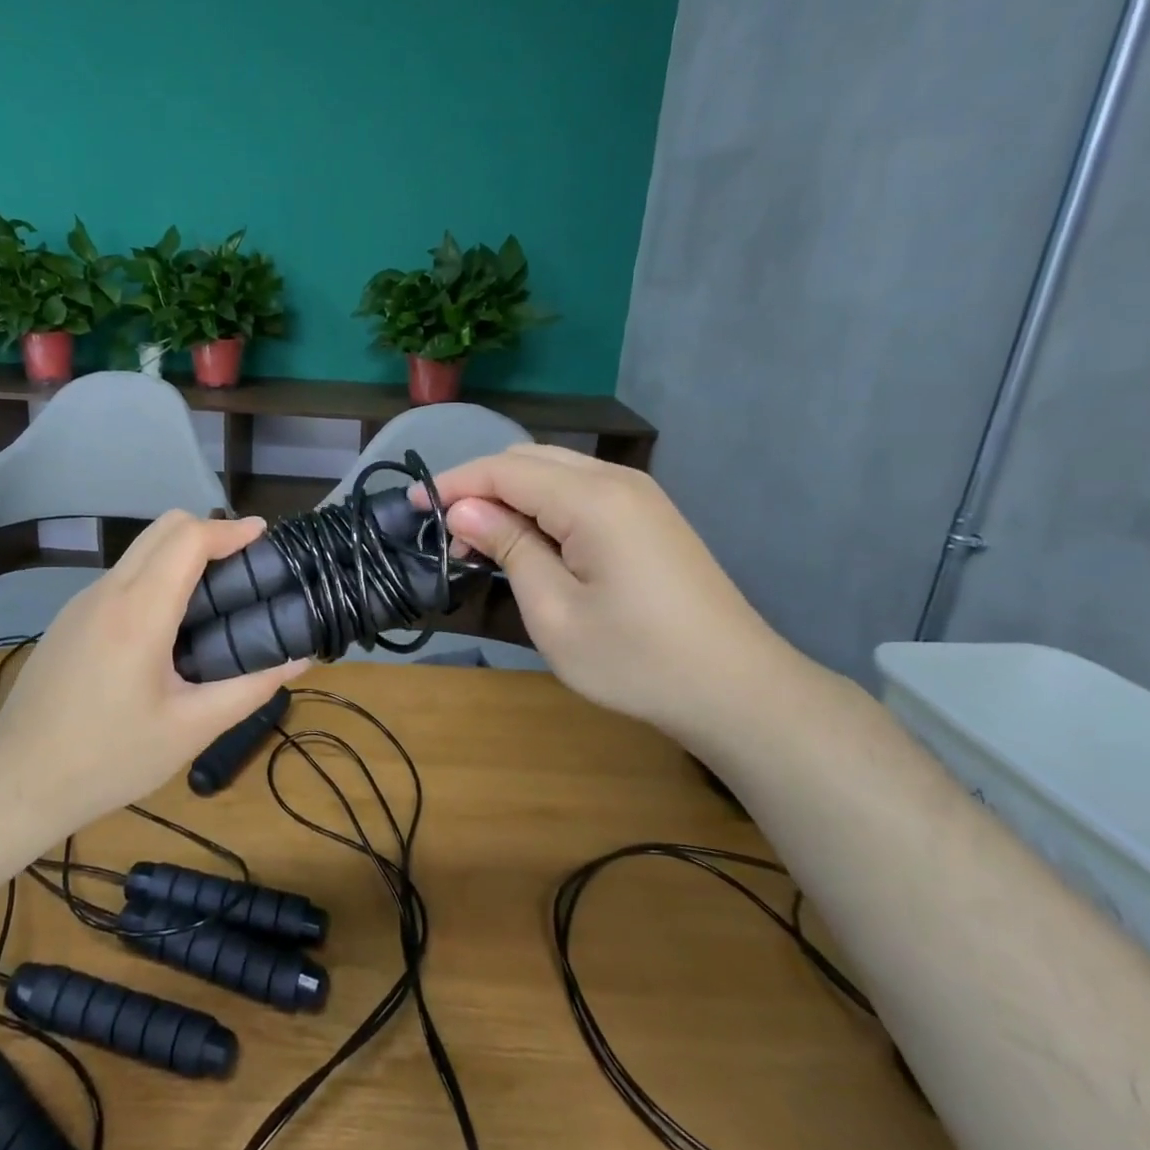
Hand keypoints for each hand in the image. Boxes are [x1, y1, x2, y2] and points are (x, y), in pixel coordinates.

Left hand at [0, 512, 309, 832]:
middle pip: (163, 529)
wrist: (14, 783)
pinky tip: (171, 624)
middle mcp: (107, 592)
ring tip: (217, 596)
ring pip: (140, 550)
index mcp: (138, 613)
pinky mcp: (70, 618)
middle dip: (209, 532)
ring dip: (182, 553)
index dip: (230, 530)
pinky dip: (157, 575)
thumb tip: (299, 658)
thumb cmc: (109, 759)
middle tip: (246, 566)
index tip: (264, 537)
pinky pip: (123, 576)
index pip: (187, 538)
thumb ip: (250, 688)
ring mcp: (82, 602)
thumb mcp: (191, 729)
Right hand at [428, 445, 805, 740]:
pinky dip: (542, 504)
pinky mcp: (649, 515)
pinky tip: (530, 540)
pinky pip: (580, 490)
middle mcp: (617, 480)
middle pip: (529, 460)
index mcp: (592, 500)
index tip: (413, 506)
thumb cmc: (636, 659)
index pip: (504, 470)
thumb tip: (463, 508)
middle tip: (448, 532)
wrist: (737, 689)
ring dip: (511, 494)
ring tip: (482, 539)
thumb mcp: (554, 612)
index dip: (453, 483)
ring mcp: (639, 495)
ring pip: (555, 470)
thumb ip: (509, 548)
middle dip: (480, 486)